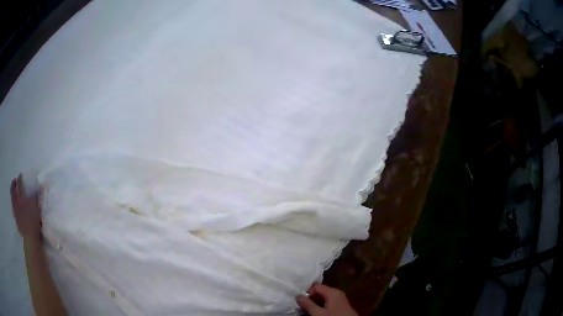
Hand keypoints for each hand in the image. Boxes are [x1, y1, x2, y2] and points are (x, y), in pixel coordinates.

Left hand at [11, 174, 42, 241]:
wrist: (30, 238)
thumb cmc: (33, 220)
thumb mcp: (36, 207)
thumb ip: (37, 195)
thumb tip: (42, 185)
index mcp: (20, 196)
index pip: (19, 183)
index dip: (20, 178)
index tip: (21, 175)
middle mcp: (15, 201)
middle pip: (12, 190)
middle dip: (13, 184)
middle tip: (15, 182)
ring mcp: (15, 211)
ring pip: (12, 199)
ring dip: (13, 194)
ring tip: (15, 193)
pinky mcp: (16, 219)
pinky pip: (13, 208)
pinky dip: (14, 204)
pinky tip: (16, 206)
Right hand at [297, 284, 357, 315]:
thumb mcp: (318, 313)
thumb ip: (308, 304)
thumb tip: (298, 296)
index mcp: (333, 292)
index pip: (316, 286)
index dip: (306, 292)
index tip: (299, 301)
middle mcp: (337, 293)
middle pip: (320, 292)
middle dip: (310, 298)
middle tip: (302, 306)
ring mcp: (340, 299)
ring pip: (323, 298)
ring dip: (315, 303)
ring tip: (308, 310)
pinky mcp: (341, 306)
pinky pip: (328, 302)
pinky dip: (321, 306)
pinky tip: (317, 313)